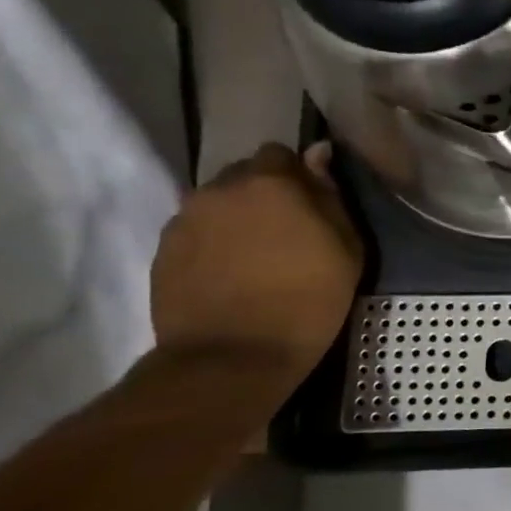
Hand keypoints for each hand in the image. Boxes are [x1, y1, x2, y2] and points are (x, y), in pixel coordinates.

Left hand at [151, 142, 363, 386]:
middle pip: (244, 175)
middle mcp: (220, 189)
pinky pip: (196, 231)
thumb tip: (318, 155)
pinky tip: (231, 274)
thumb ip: (331, 196)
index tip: (312, 204)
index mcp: (270, 183)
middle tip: (287, 231)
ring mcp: (185, 219)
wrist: (232, 357)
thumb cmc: (308, 300)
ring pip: (217, 203)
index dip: (298, 175)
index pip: (280, 153)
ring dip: (237, 218)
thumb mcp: (346, 248)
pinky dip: (214, 243)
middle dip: (265, 193)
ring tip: (256, 256)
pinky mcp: (163, 250)